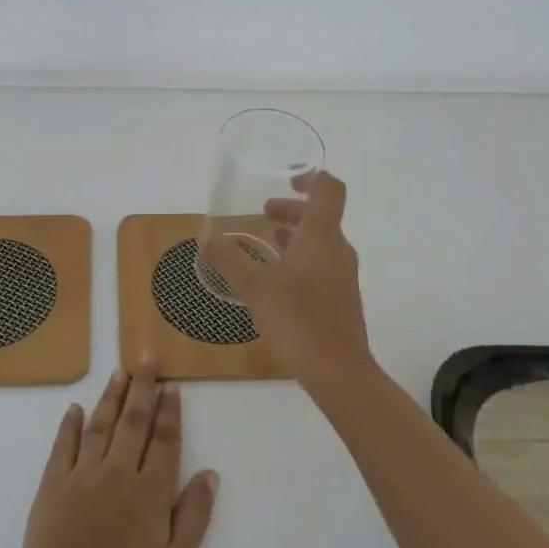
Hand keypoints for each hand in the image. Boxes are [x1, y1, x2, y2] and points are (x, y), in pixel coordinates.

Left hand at [10, 358, 218, 547]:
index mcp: (150, 493)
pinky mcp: (51, 486)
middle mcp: (118, 473)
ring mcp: (81, 476)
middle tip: (146, 356)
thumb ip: (194, 517)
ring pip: (100, 425)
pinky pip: (62, 446)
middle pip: (134, 421)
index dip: (170, 412)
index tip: (173, 386)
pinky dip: (70, 425)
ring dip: (111, 397)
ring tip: (119, 373)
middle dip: (143, 387)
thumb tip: (211, 474)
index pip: (164, 441)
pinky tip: (74, 408)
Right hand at [202, 170, 375, 392]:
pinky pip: (321, 264)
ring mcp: (342, 276)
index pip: (329, 189)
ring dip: (295, 235)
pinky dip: (300, 258)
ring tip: (265, 242)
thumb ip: (228, 258)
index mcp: (321, 236)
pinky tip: (276, 279)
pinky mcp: (341, 299)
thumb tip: (206, 235)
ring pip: (320, 242)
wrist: (338, 371)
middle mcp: (337, 250)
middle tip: (263, 213)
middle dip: (292, 210)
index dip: (312, 176)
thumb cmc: (297, 319)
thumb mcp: (254, 287)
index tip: (288, 177)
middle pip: (321, 216)